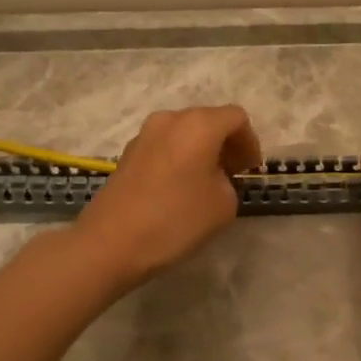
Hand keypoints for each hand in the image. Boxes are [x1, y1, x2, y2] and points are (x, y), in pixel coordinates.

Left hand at [72, 105, 262, 289]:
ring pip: (184, 133)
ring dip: (201, 151)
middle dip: (225, 144)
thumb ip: (229, 182)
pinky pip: (164, 147)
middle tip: (233, 174)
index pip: (236, 118)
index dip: (250, 142)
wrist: (111, 242)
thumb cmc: (175, 219)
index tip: (250, 170)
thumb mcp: (223, 205)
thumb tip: (215, 177)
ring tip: (206, 183)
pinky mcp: (127, 154)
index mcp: (198, 125)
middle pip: (208, 120)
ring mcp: (144, 135)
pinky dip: (179, 158)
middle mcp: (170, 120)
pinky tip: (179, 188)